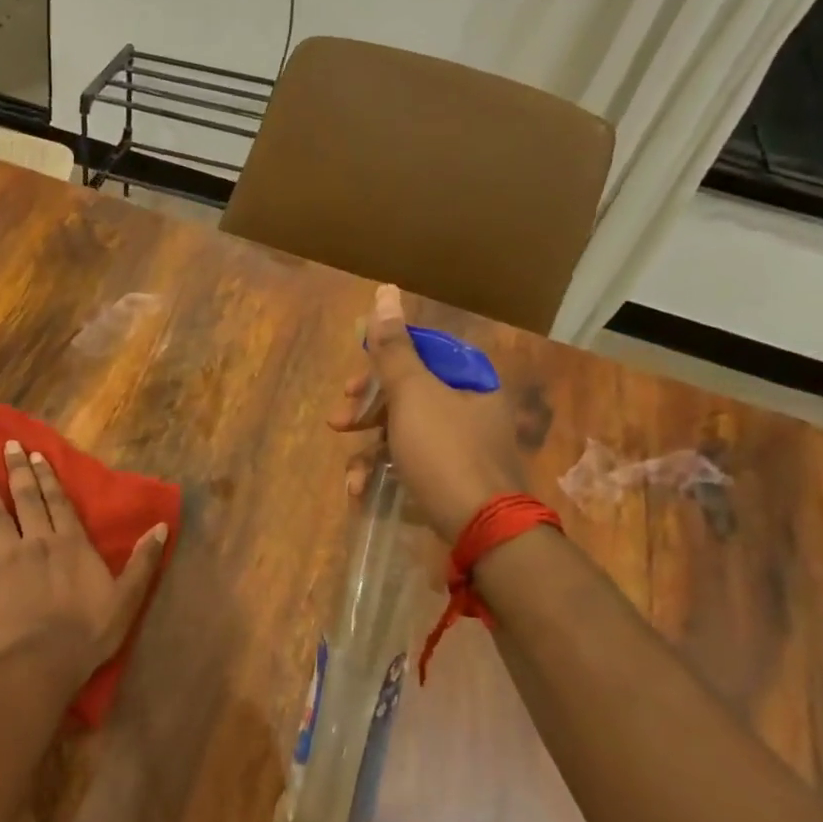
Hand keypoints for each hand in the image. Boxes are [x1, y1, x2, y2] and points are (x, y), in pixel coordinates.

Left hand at [0, 439, 168, 679]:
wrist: (43, 662)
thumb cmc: (89, 632)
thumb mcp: (127, 598)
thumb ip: (143, 561)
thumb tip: (161, 526)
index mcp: (72, 542)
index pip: (58, 501)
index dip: (47, 476)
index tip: (35, 455)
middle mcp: (38, 540)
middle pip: (26, 498)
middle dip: (17, 470)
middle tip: (7, 446)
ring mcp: (8, 556)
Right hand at [329, 284, 529, 540]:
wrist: (483, 530)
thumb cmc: (445, 452)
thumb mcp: (412, 394)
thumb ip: (393, 347)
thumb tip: (385, 291)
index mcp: (469, 380)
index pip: (423, 352)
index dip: (382, 362)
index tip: (353, 380)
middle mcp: (470, 408)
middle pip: (408, 393)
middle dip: (366, 409)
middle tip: (339, 420)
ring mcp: (462, 447)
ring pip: (404, 432)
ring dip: (368, 448)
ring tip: (350, 472)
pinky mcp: (451, 479)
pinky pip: (411, 463)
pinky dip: (384, 473)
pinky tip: (361, 491)